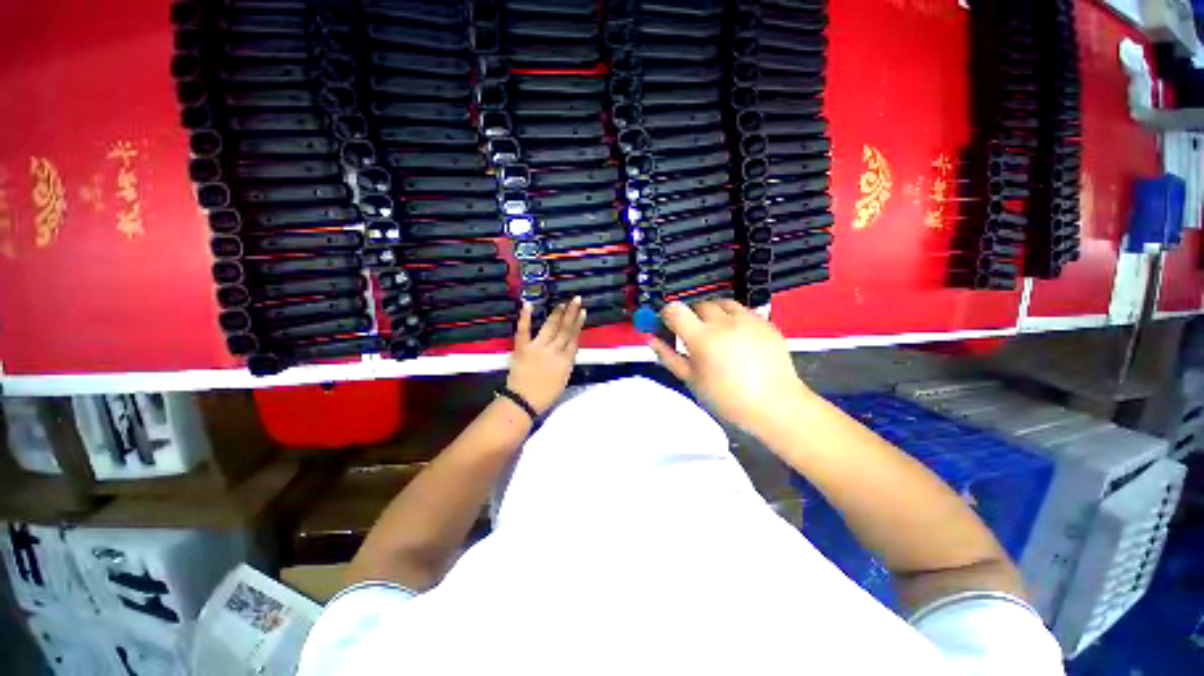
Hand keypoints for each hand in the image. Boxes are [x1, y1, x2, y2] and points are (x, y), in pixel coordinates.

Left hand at [506, 298, 586, 414]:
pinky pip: (524, 330)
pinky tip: (528, 304)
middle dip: (571, 313)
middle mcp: (554, 351)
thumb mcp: (564, 378)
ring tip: (562, 303)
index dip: (578, 324)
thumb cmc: (546, 395)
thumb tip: (569, 346)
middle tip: (576, 300)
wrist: (524, 402)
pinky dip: (525, 317)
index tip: (582, 312)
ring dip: (557, 314)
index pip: (574, 338)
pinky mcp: (522, 348)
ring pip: (550, 327)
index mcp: (566, 360)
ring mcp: (538, 348)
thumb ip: (567, 361)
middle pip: (565, 329)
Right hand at [649, 300, 814, 432]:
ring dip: (712, 313)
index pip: (675, 309)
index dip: (667, 314)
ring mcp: (747, 319)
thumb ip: (668, 356)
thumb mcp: (691, 380)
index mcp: (702, 338)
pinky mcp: (765, 321)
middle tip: (694, 335)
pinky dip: (733, 317)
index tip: (668, 324)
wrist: (775, 404)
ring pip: (721, 303)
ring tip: (716, 333)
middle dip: (691, 316)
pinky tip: (736, 337)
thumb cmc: (728, 398)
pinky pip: (742, 310)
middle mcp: (724, 322)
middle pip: (698, 304)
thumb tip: (652, 340)